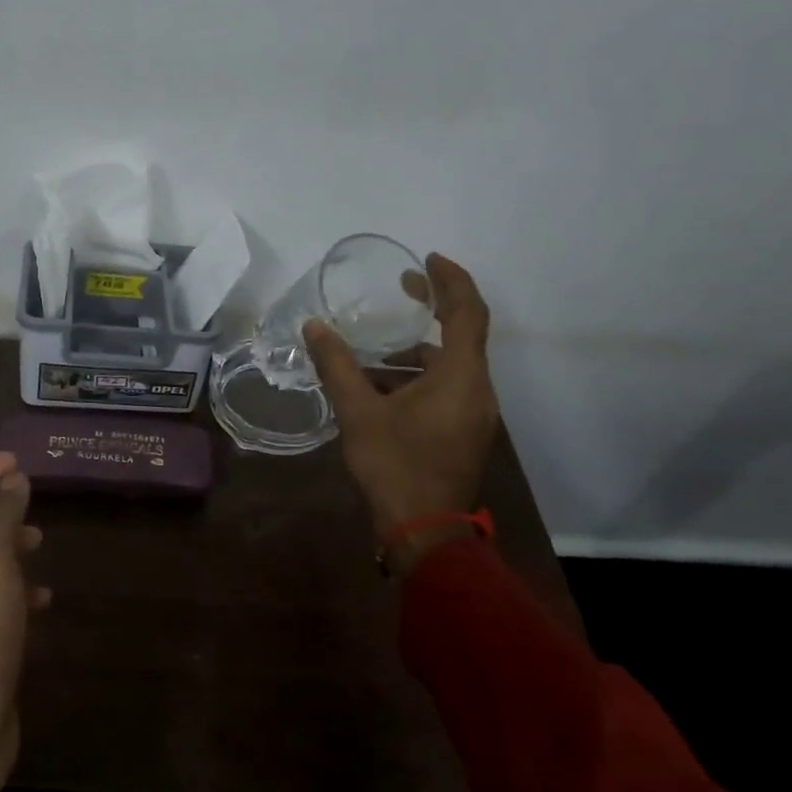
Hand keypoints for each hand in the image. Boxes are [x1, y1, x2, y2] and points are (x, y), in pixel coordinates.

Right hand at [303, 253, 499, 540]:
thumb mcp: (358, 412)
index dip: (451, 280)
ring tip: (374, 350)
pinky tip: (382, 389)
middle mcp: (478, 390)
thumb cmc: (394, 466)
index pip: (467, 312)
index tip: (427, 260)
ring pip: (452, 366)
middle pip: (462, 336)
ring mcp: (475, 414)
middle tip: (400, 291)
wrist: (424, 530)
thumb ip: (337, 366)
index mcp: (461, 377)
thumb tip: (314, 326)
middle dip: (432, 310)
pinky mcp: (465, 433)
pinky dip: (420, 377)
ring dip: (418, 351)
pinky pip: (448, 388)